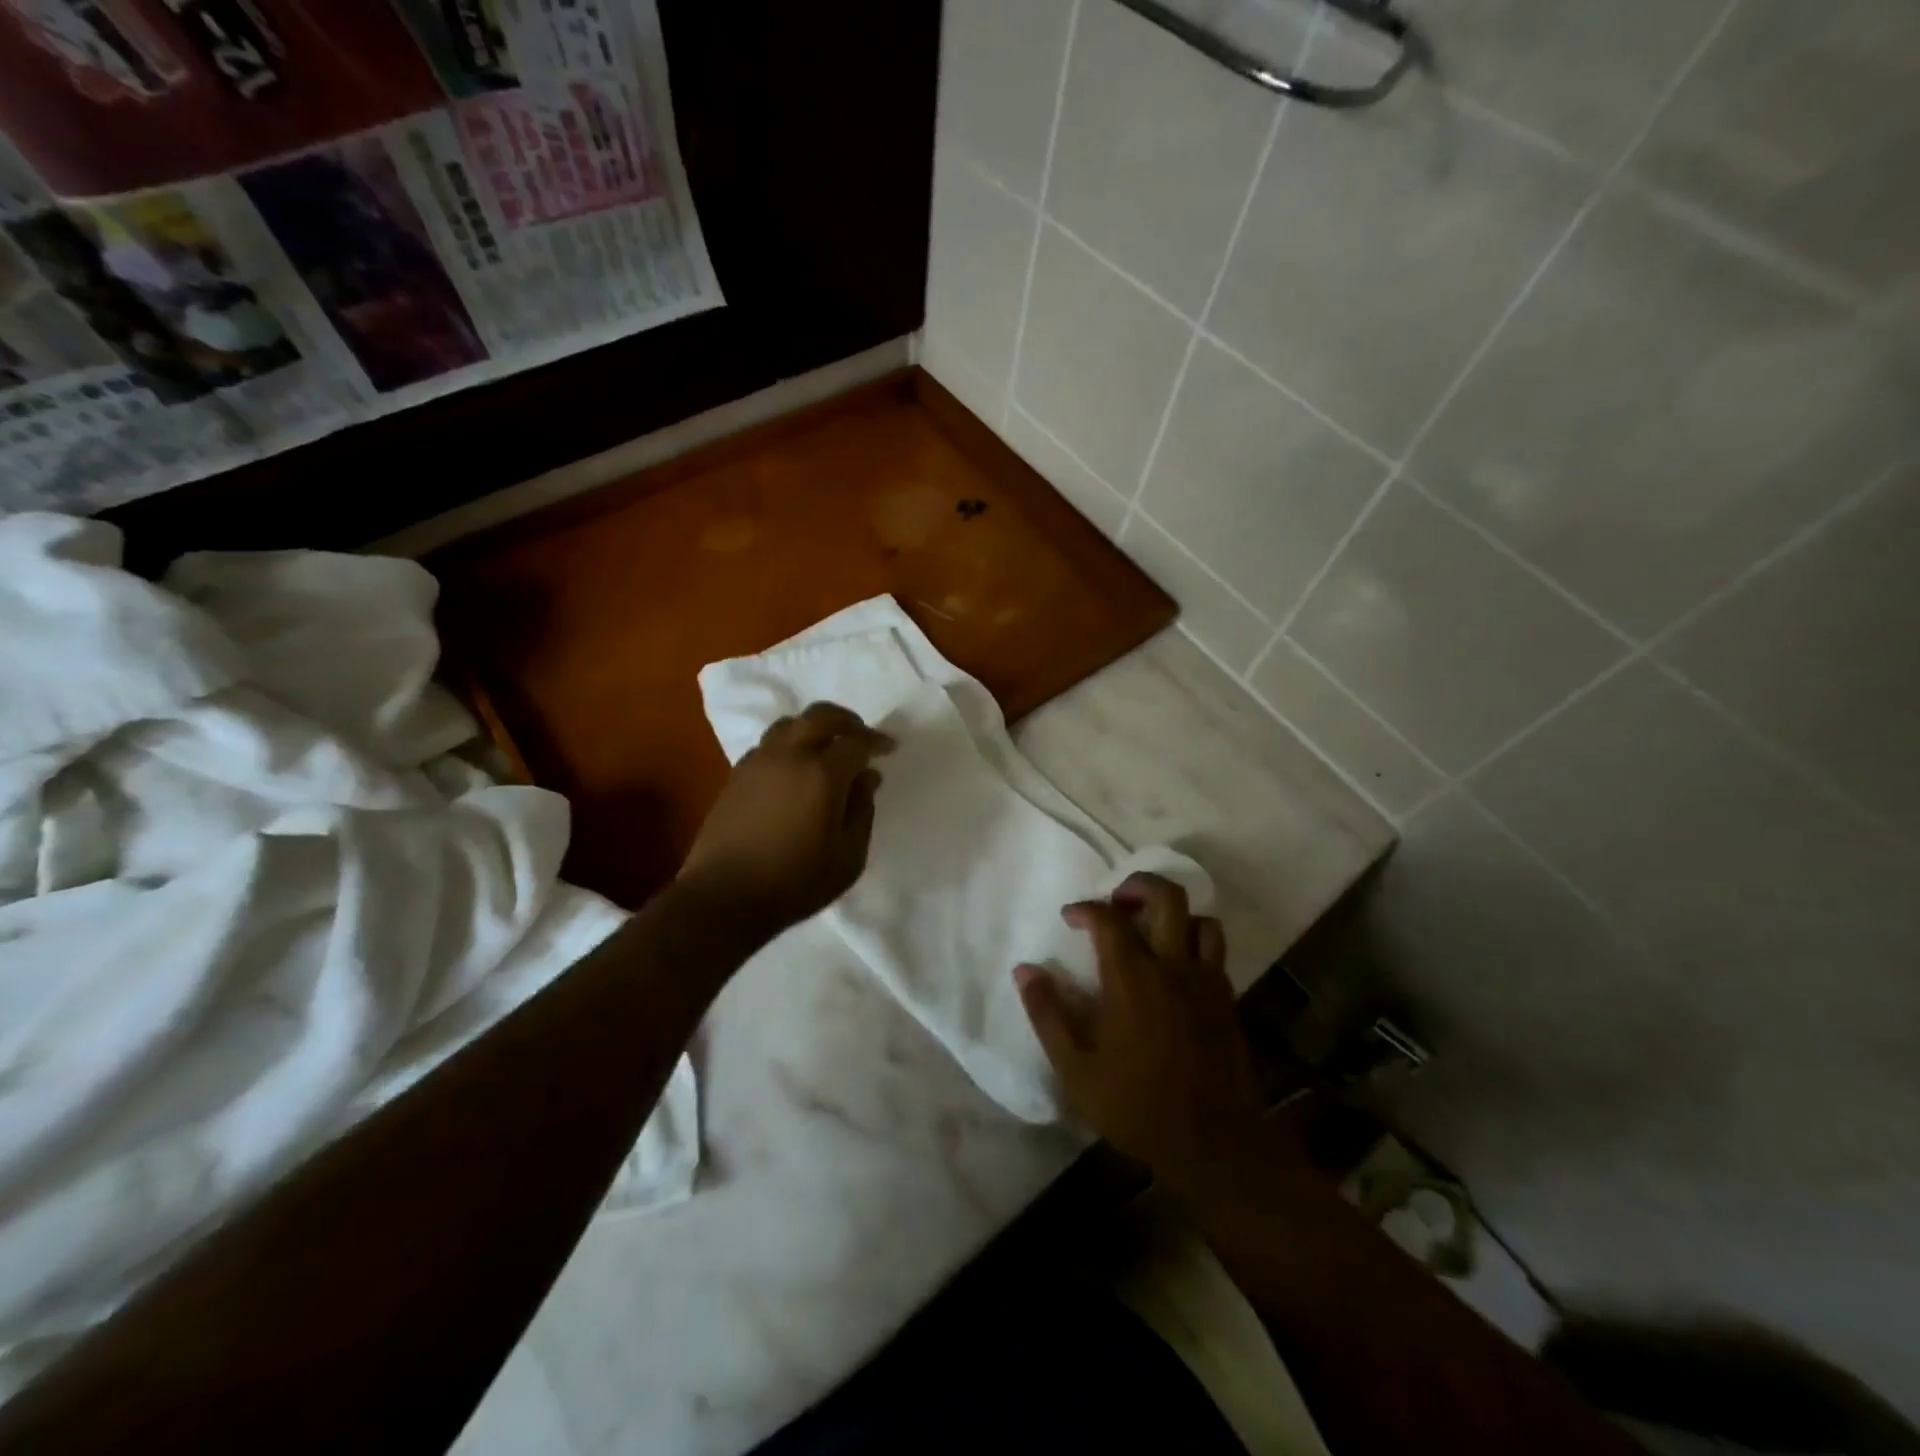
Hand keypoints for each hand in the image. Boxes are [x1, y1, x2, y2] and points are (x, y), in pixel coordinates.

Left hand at [679, 702, 893, 937]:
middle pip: (820, 716)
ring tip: (827, 749)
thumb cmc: (795, 883)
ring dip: (814, 728)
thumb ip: (862, 811)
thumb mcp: (849, 857)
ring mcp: (757, 762)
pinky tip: (795, 770)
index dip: (876, 741)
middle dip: (847, 721)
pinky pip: (768, 745)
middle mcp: (789, 756)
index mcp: (822, 775)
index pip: (856, 741)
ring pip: (790, 724)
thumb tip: (866, 778)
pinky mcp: (736, 775)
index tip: (889, 748)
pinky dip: (789, 745)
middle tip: (861, 736)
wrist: (724, 899)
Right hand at [1015, 873, 1264, 1194]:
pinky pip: (1215, 952)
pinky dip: (1196, 944)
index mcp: (1132, 978)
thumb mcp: (1076, 1069)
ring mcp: (1206, 981)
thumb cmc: (1136, 1106)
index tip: (1070, 917)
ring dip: (1175, 915)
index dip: (1086, 908)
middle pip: (1167, 897)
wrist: (1213, 1144)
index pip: (1108, 918)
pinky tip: (1178, 967)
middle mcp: (1173, 967)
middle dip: (1140, 885)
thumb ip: (1048, 1015)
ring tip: (1153, 930)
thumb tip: (1024, 970)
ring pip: (1201, 920)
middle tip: (1118, 901)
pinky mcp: (1227, 1000)